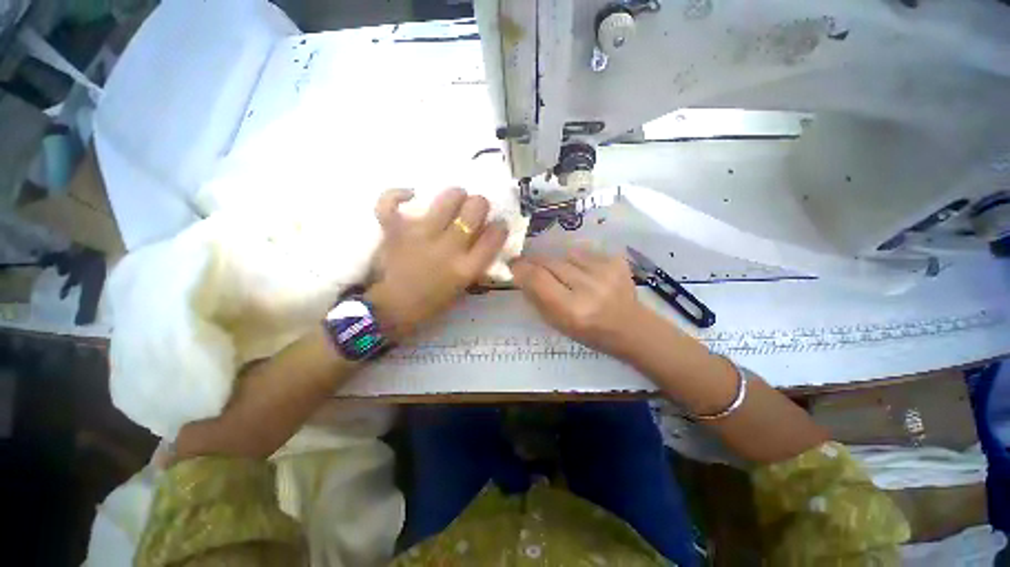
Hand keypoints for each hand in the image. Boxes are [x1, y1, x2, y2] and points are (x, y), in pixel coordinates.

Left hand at [366, 188, 508, 339]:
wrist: (392, 310)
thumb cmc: (431, 303)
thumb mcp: (462, 288)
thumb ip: (475, 264)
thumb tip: (484, 240)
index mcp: (465, 268)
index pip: (494, 237)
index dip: (500, 226)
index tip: (498, 224)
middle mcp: (447, 248)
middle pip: (474, 210)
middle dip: (480, 205)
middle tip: (475, 209)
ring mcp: (420, 236)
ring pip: (447, 199)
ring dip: (455, 195)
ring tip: (454, 199)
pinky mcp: (395, 230)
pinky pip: (392, 202)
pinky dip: (398, 194)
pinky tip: (409, 194)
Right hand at [511, 247, 653, 357]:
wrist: (630, 327)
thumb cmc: (589, 331)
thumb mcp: (557, 323)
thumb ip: (537, 297)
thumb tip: (520, 272)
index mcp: (572, 309)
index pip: (537, 278)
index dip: (522, 268)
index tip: (514, 264)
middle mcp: (588, 287)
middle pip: (550, 262)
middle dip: (537, 263)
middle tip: (533, 266)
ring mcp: (605, 270)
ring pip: (566, 254)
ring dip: (559, 263)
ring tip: (567, 276)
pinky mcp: (616, 260)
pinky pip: (584, 253)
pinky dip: (578, 261)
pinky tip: (586, 274)